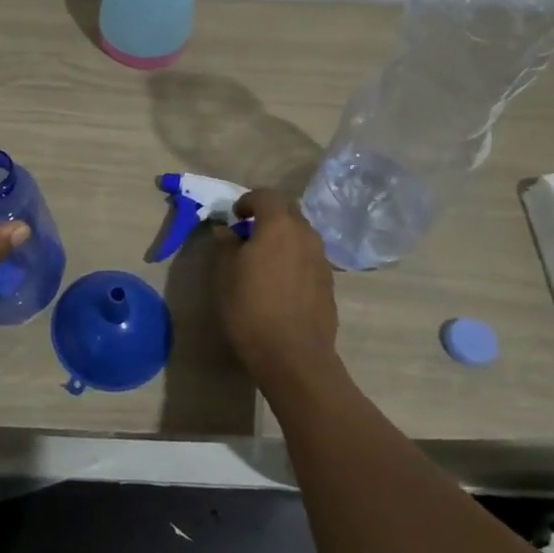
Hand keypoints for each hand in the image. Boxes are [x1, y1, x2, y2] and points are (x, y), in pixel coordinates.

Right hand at [214, 188, 338, 388]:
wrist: (294, 357)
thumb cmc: (251, 309)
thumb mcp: (225, 275)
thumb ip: (226, 245)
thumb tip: (227, 231)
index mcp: (279, 226)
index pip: (267, 195)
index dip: (249, 200)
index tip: (235, 216)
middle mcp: (306, 235)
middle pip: (289, 211)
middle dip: (268, 215)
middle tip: (248, 233)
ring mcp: (322, 259)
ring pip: (302, 234)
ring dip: (283, 237)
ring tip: (263, 258)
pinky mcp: (329, 283)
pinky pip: (309, 257)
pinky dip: (294, 258)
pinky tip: (280, 282)